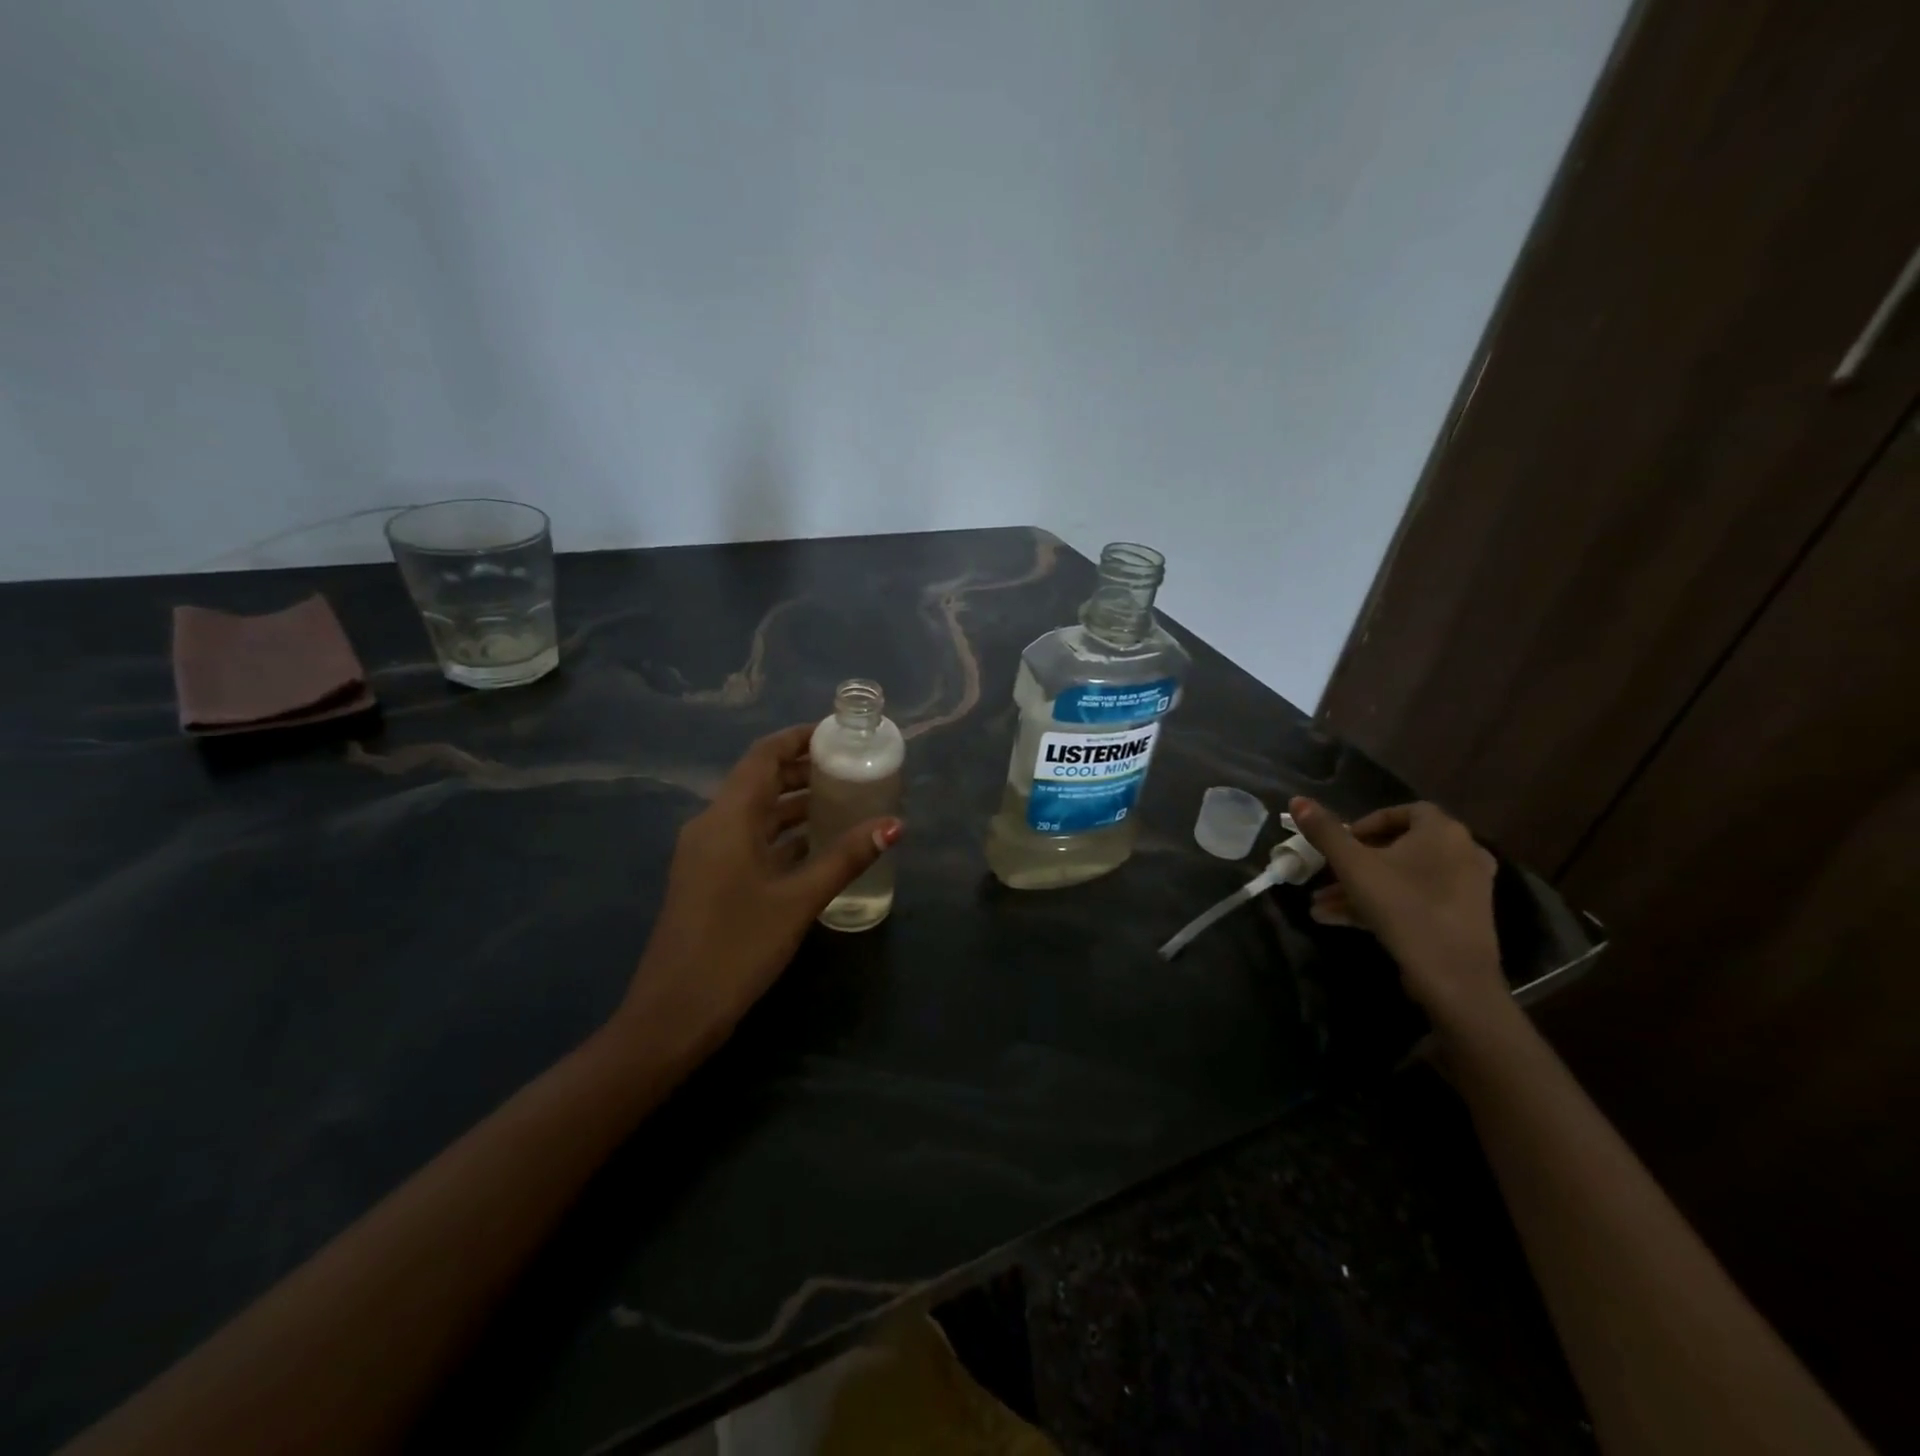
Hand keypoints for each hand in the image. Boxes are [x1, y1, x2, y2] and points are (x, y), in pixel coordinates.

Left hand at [613, 725, 902, 1057]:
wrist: (673, 1013)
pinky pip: (749, 839)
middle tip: (852, 767)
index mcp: (728, 817)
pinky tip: (816, 846)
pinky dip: (782, 834)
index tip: (837, 732)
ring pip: (756, 813)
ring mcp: (707, 854)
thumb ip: (845, 858)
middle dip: (803, 770)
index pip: (763, 756)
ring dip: (794, 803)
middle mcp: (712, 825)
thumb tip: (894, 825)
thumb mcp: (798, 900)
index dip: (798, 738)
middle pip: (760, 780)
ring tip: (843, 801)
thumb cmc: (737, 946)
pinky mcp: (709, 879)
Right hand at [1289, 797, 1504, 1029]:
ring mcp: (1465, 887)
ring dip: (1360, 886)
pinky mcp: (1461, 917)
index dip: (1367, 822)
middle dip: (1355, 861)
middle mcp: (1462, 852)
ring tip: (1321, 905)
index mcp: (1442, 832)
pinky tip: (1339, 920)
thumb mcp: (1353, 866)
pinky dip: (1381, 903)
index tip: (1341, 842)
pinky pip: (1415, 899)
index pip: (1403, 811)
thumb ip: (1325, 832)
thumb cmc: (1403, 908)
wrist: (1453, 977)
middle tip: (1327, 874)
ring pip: (1402, 877)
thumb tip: (1297, 799)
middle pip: (1399, 847)